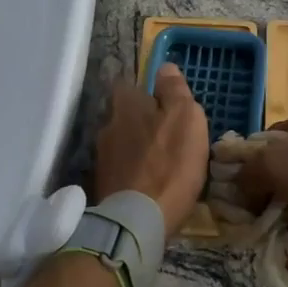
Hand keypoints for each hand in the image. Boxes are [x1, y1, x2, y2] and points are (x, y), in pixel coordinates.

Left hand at [94, 64, 210, 237]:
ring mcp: (101, 158)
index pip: (128, 85)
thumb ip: (174, 90)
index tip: (163, 103)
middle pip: (124, 115)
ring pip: (122, 143)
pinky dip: (133, 172)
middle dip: (141, 122)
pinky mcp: (102, 185)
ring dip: (137, 148)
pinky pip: (121, 169)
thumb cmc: (170, 163)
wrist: (138, 219)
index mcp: (125, 105)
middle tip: (166, 136)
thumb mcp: (185, 118)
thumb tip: (164, 67)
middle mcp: (106, 126)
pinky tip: (148, 183)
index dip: (146, 92)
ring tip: (160, 163)